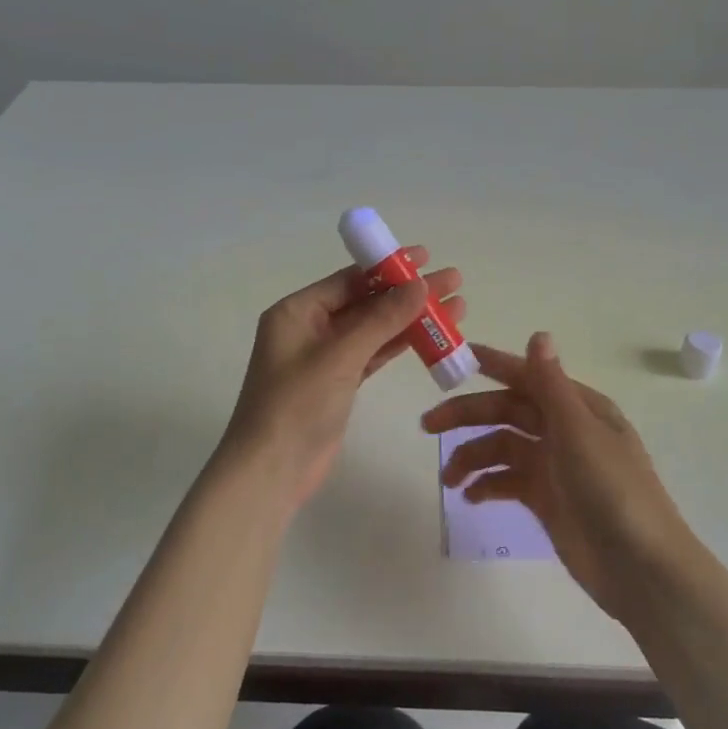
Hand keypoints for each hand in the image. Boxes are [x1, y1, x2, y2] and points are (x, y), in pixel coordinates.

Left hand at [220, 249, 465, 511]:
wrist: (272, 471)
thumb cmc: (297, 405)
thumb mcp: (340, 356)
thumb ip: (381, 319)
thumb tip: (420, 284)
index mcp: (297, 312)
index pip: (349, 279)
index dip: (389, 267)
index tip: (426, 257)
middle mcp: (309, 328)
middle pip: (366, 302)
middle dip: (408, 292)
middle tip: (453, 281)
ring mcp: (325, 357)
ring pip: (374, 329)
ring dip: (411, 318)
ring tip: (456, 307)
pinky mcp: (339, 383)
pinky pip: (374, 354)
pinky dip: (400, 345)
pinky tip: (432, 336)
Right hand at [421, 332, 690, 618]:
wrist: (639, 567)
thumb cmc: (613, 490)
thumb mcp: (579, 432)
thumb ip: (551, 385)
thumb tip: (538, 334)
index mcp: (578, 407)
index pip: (528, 377)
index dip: (494, 365)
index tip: (457, 360)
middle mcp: (564, 430)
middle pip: (507, 412)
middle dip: (468, 415)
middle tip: (428, 425)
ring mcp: (554, 466)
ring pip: (502, 448)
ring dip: (472, 457)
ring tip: (448, 480)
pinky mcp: (545, 499)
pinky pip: (507, 482)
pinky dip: (486, 485)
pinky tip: (470, 497)